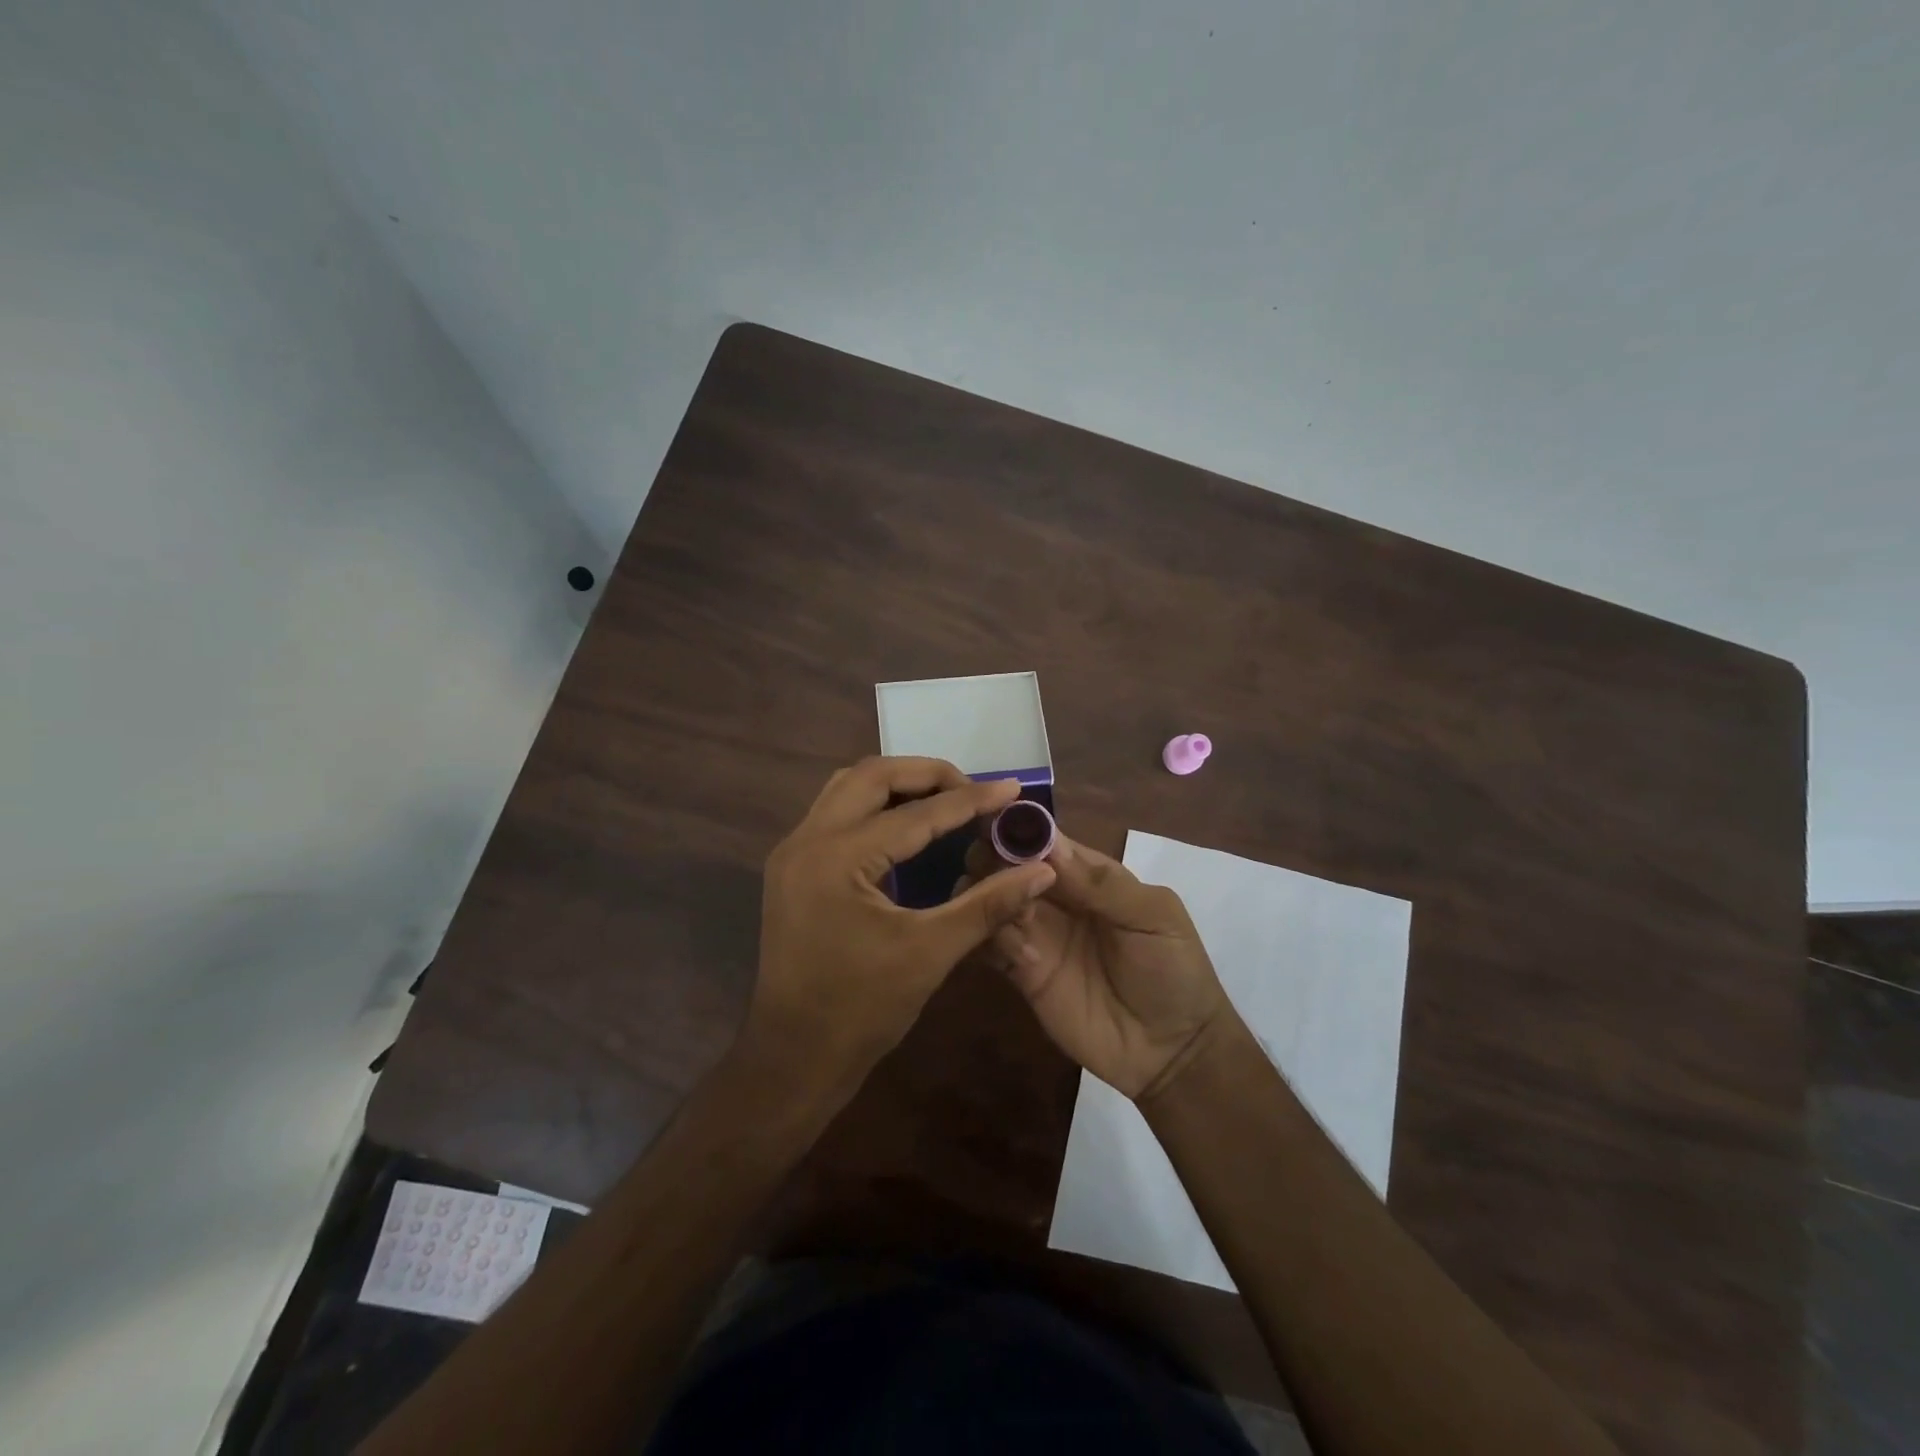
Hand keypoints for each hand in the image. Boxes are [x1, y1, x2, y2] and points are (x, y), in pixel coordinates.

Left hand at [742, 756, 1056, 1103]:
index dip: (970, 800)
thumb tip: (1041, 870)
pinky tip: (906, 828)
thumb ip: (988, 904)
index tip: (1012, 788)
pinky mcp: (792, 868)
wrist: (794, 1058)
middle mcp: (807, 840)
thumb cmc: (862, 1010)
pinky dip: (874, 807)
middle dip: (927, 775)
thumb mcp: (931, 953)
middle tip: (972, 790)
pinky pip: (836, 813)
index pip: (916, 814)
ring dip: (896, 785)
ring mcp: (793, 852)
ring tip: (944, 799)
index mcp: (838, 858)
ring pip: (847, 788)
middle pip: (871, 775)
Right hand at [962, 835, 1232, 1100]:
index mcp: (1087, 874)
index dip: (1017, 827)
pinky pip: (990, 943)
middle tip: (998, 875)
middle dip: (994, 860)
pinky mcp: (1022, 972)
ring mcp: (1036, 934)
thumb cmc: (1174, 971)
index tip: (992, 821)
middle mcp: (1054, 897)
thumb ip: (1101, 883)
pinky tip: (1023, 956)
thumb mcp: (1153, 917)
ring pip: (991, 899)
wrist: (1173, 1052)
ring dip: (991, 897)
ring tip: (1016, 918)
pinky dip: (991, 938)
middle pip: (1006, 863)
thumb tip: (1048, 843)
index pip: (1043, 840)